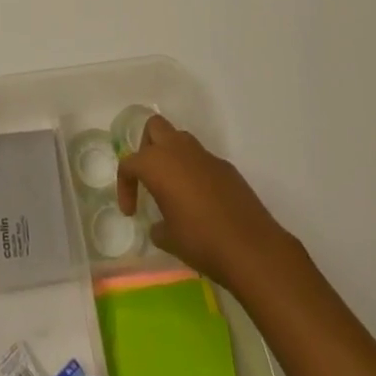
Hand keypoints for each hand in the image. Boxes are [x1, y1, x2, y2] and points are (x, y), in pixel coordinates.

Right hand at [116, 114, 294, 289]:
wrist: (251, 247)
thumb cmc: (200, 240)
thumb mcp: (169, 239)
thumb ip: (157, 227)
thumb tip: (158, 227)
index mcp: (157, 163)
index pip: (129, 163)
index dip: (125, 186)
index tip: (131, 212)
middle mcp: (179, 150)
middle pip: (154, 128)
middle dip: (146, 147)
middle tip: (148, 178)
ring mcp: (205, 155)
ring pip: (180, 139)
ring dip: (171, 156)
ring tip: (173, 189)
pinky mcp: (226, 167)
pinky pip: (202, 160)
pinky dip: (195, 172)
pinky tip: (201, 202)